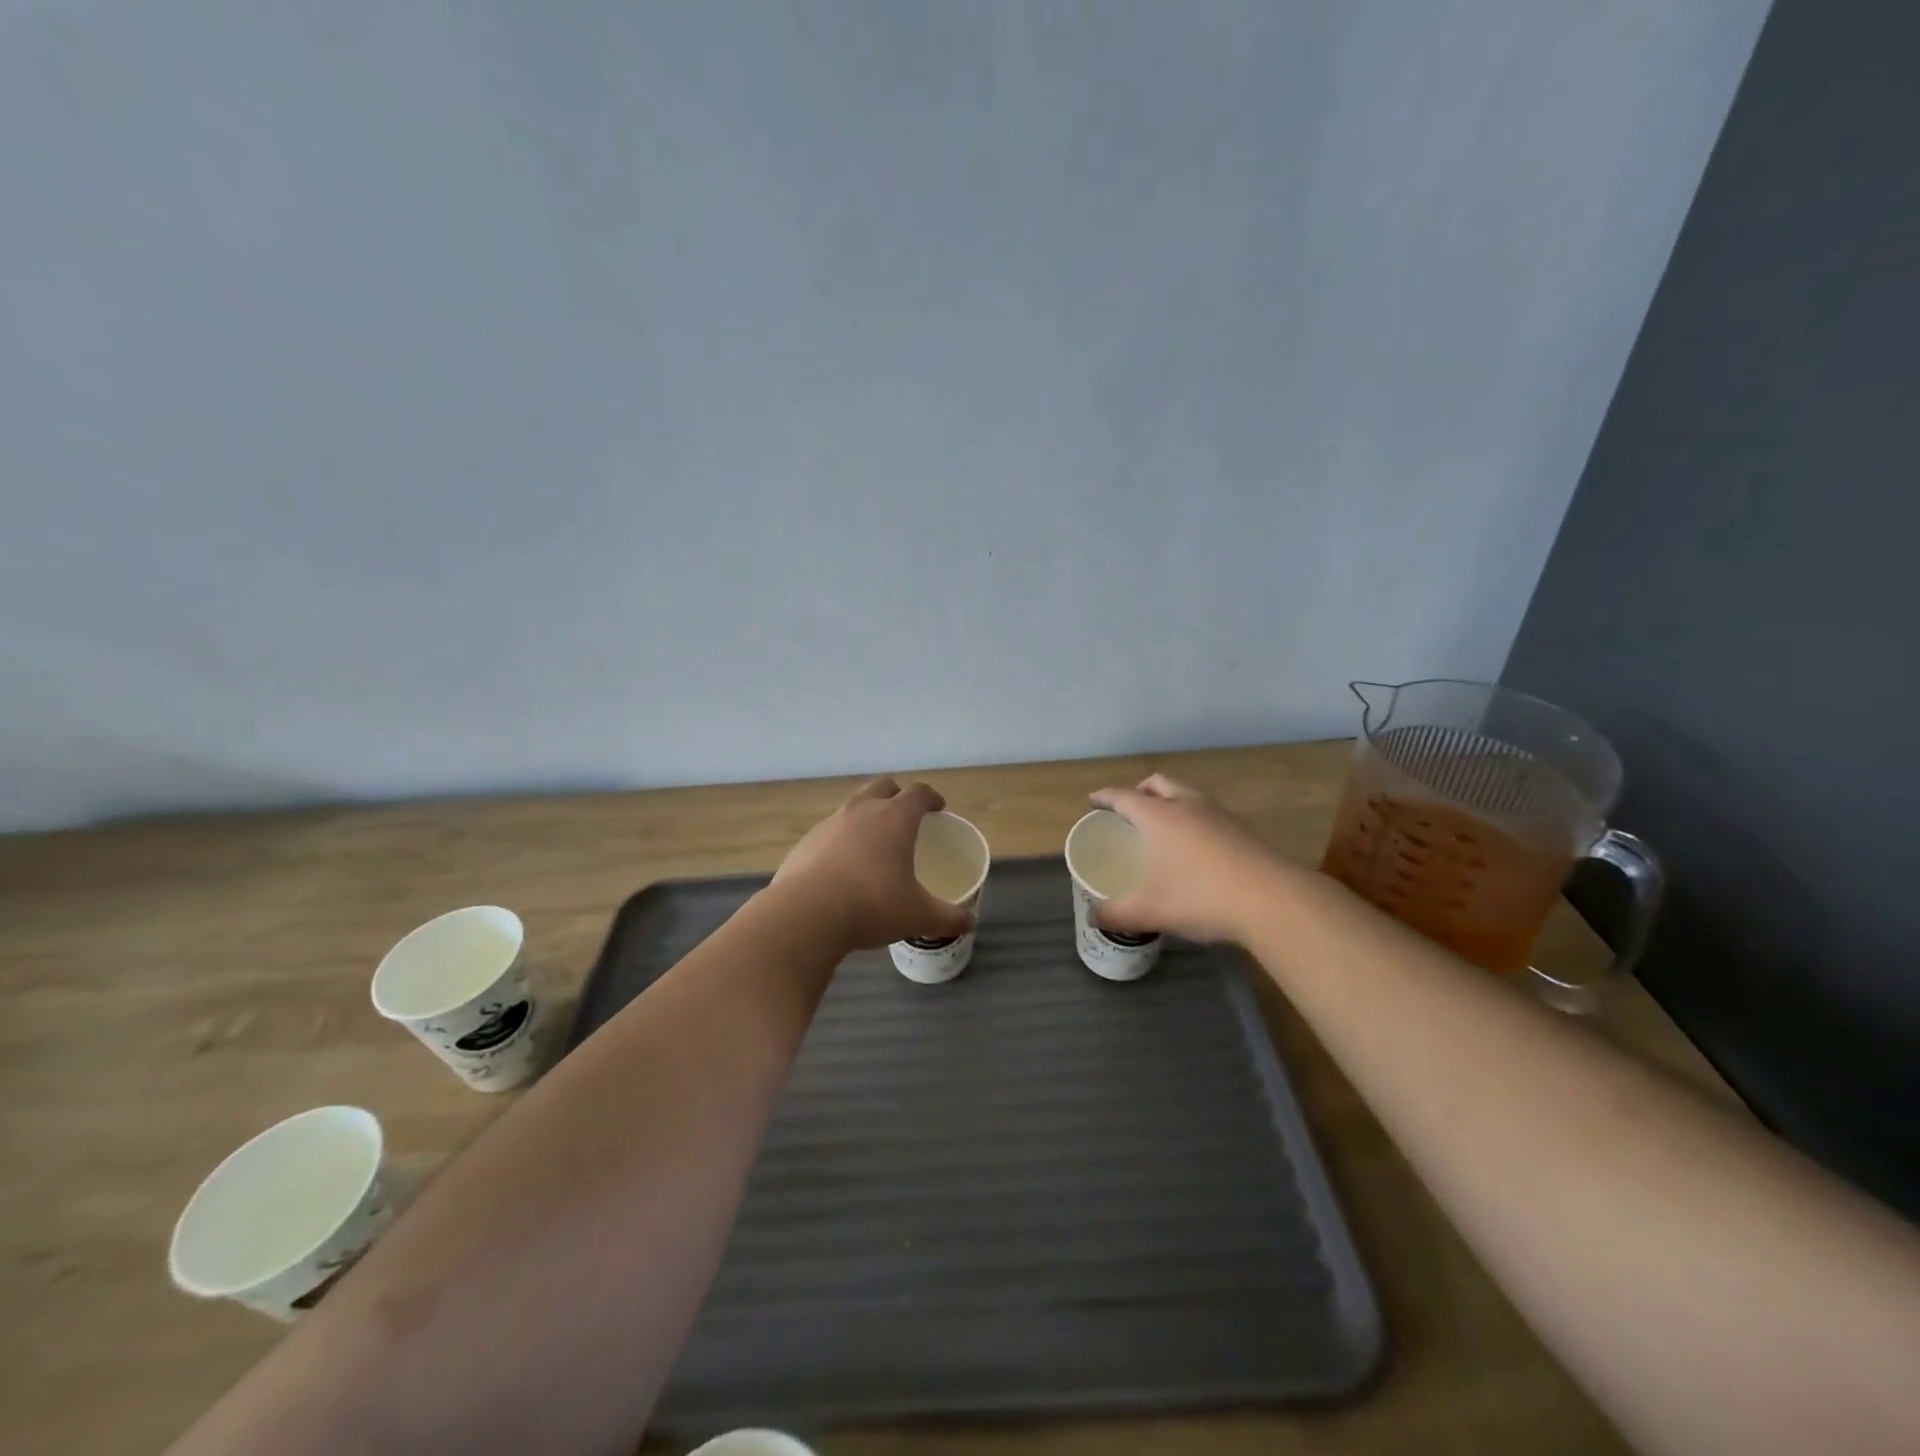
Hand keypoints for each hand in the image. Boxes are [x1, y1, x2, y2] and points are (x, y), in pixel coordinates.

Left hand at [774, 777, 973, 951]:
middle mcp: (862, 811)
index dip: (931, 797)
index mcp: (895, 819)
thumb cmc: (872, 906)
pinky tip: (843, 866)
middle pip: (883, 786)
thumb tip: (969, 923)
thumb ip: (947, 917)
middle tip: (907, 814)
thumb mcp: (918, 916)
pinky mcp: (805, 843)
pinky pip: (830, 831)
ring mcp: (829, 824)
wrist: (805, 915)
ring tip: (874, 841)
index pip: (917, 793)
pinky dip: (842, 840)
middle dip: (897, 794)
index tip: (938, 807)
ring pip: (853, 806)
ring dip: (867, 815)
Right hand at [1089, 775, 1286, 943]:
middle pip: (1157, 783)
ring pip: (1187, 794)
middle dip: (1139, 791)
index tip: (1093, 801)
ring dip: (1170, 801)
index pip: (1123, 796)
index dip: (1104, 797)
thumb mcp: (1151, 911)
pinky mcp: (1243, 829)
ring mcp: (1219, 814)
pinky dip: (1194, 819)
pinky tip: (1197, 847)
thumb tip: (1093, 918)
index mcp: (1159, 817)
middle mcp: (1187, 805)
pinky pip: (1209, 812)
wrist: (1273, 901)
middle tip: (1128, 809)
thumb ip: (1117, 913)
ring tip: (1163, 826)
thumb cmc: (1201, 898)